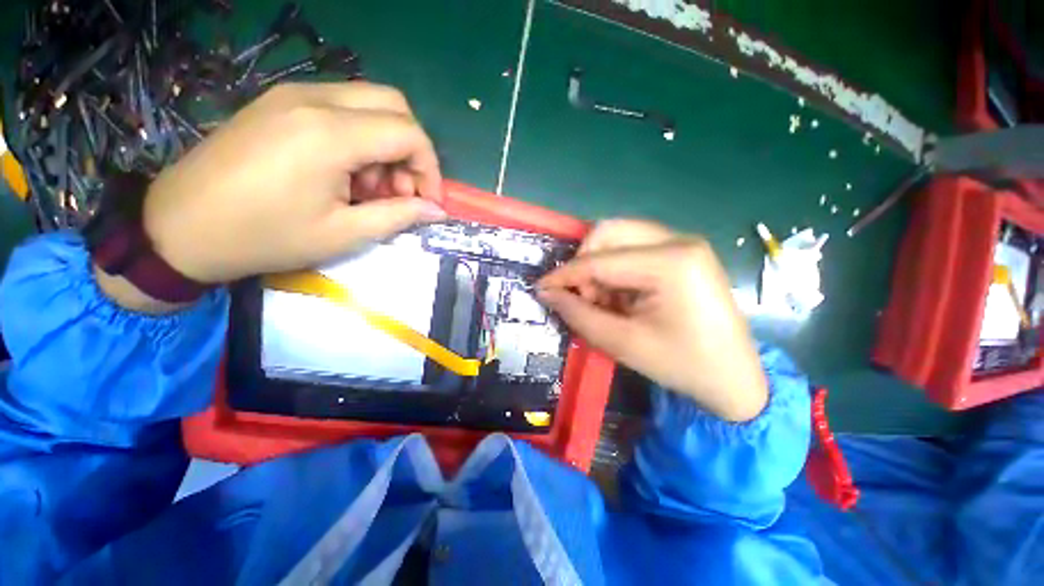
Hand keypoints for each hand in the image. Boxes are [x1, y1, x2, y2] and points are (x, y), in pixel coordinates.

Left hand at [142, 82, 445, 284]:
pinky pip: (340, 107)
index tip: (428, 201)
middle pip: (393, 104)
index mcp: (330, 134)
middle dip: (411, 150)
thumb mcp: (343, 234)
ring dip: (385, 144)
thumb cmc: (265, 237)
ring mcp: (292, 94)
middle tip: (401, 190)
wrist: (179, 227)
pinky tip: (344, 172)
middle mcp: (314, 99)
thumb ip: (398, 216)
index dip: (430, 169)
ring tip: (369, 187)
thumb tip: (436, 210)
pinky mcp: (279, 102)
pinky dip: (360, 137)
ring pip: (369, 103)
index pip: (409, 133)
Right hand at [538, 220, 767, 421]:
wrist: (734, 377)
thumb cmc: (682, 364)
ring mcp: (683, 242)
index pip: (600, 260)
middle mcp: (679, 240)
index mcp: (671, 262)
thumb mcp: (622, 343)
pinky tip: (622, 296)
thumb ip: (578, 314)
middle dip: (585, 263)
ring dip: (600, 266)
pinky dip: (616, 269)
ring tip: (604, 301)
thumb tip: (547, 293)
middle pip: (609, 231)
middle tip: (584, 297)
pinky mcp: (682, 251)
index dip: (564, 275)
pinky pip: (633, 247)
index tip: (541, 288)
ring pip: (619, 237)